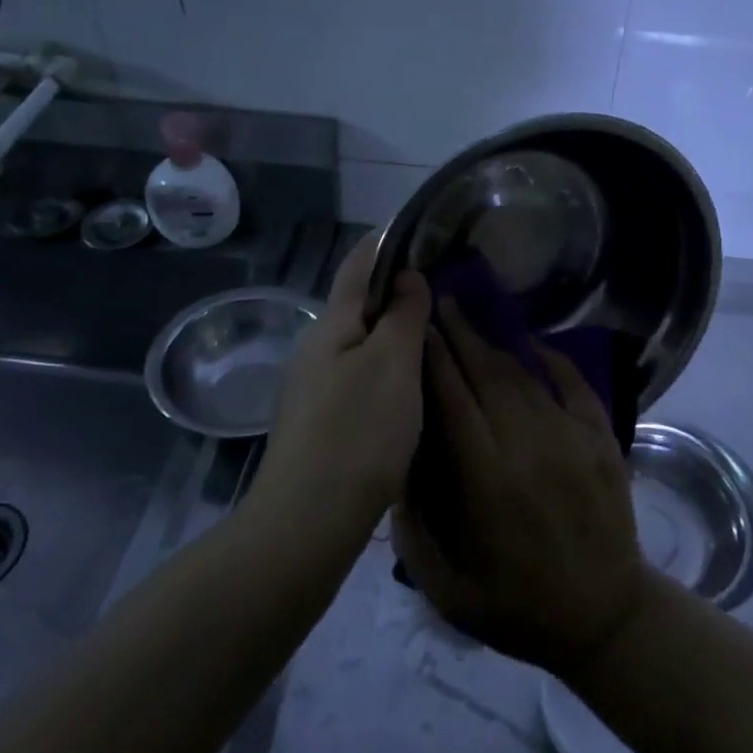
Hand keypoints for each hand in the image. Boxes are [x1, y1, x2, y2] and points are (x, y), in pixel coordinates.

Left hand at [250, 233, 431, 533]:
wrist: (308, 521)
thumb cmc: (358, 432)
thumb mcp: (394, 364)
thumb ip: (403, 313)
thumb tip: (407, 275)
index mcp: (333, 322)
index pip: (359, 261)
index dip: (389, 241)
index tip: (424, 232)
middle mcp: (316, 345)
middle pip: (359, 302)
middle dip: (398, 291)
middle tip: (444, 291)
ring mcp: (312, 384)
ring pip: (359, 342)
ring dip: (393, 333)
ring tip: (434, 337)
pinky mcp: (318, 419)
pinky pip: (357, 374)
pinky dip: (385, 367)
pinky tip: (407, 388)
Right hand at [392, 300, 648, 678]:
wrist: (604, 619)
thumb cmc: (516, 606)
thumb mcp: (446, 586)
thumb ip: (412, 526)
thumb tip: (393, 463)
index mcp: (485, 478)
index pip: (451, 398)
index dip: (431, 358)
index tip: (414, 327)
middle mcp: (526, 444)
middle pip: (485, 374)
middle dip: (458, 335)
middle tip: (438, 303)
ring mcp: (569, 436)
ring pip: (522, 375)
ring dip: (493, 343)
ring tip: (470, 318)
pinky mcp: (600, 437)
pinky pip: (573, 384)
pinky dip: (552, 358)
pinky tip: (532, 341)